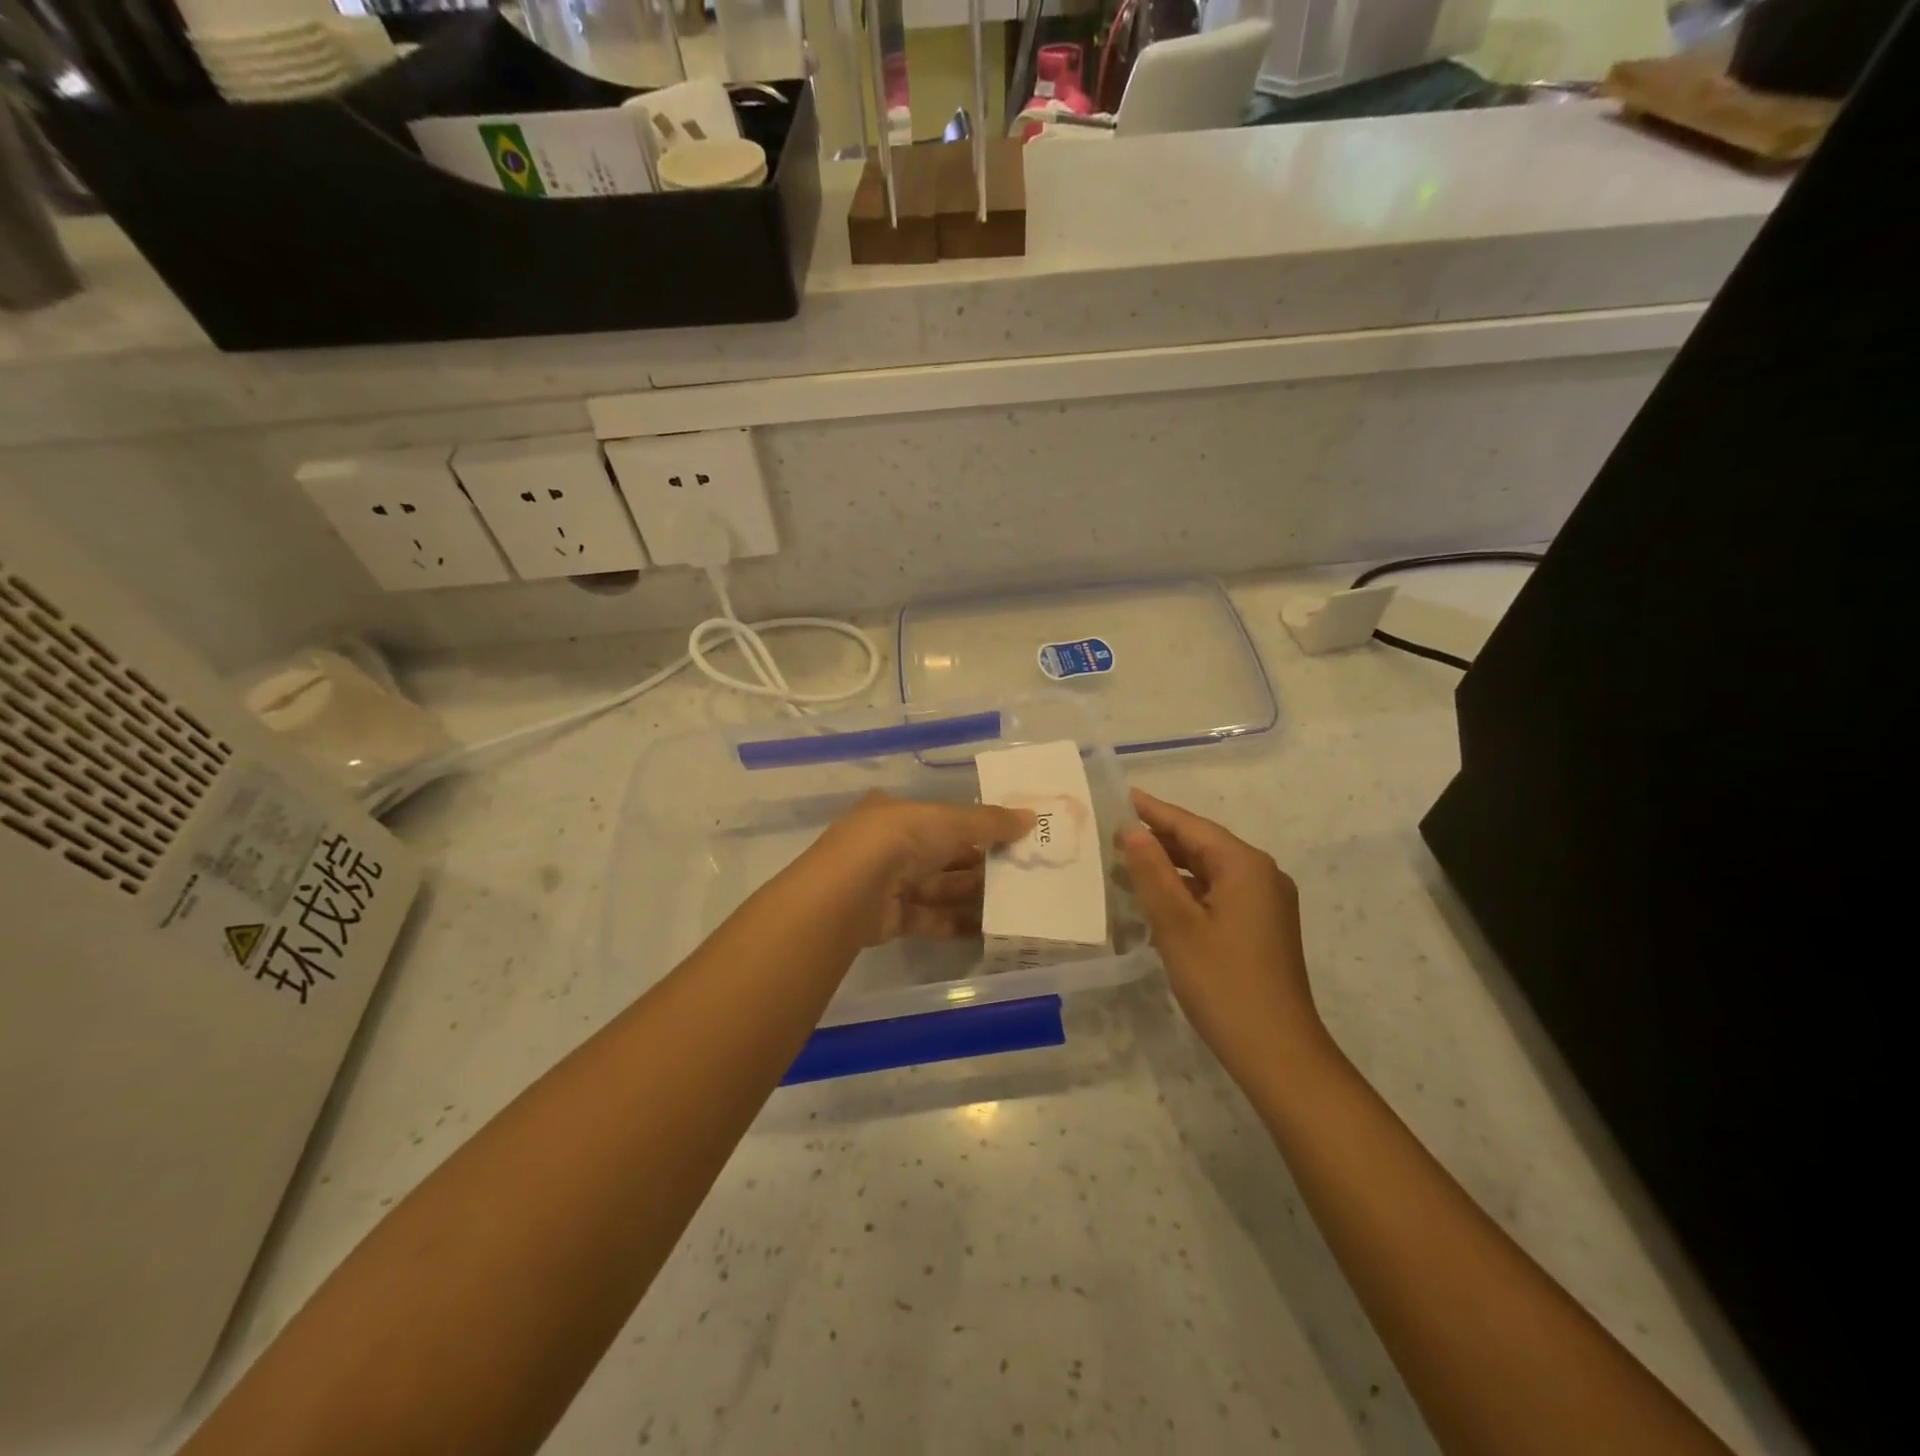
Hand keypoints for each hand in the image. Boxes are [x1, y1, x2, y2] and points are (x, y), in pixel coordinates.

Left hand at [806, 792, 1033, 946]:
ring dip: (971, 894)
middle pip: (941, 854)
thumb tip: (1031, 817)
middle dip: (978, 862)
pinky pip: (929, 918)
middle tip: (1019, 871)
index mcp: (897, 813)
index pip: (941, 817)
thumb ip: (990, 822)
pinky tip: (988, 928)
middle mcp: (889, 845)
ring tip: (1013, 901)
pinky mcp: (889, 919)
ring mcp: (886, 883)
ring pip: (937, 887)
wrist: (851, 891)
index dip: (974, 825)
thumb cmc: (901, 839)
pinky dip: (956, 923)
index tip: (1009, 835)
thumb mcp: (951, 821)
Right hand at [1118, 789, 1328, 1082]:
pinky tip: (1161, 899)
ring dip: (1173, 866)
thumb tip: (1132, 831)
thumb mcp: (1177, 924)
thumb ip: (1152, 873)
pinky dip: (1189, 890)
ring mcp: (1267, 904)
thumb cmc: (1222, 983)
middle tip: (1116, 832)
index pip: (1192, 826)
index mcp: (1245, 866)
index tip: (1123, 795)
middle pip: (1204, 845)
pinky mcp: (1263, 928)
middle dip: (1162, 838)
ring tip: (1129, 862)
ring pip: (1211, 871)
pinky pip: (1220, 893)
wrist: (1278, 1051)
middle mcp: (1262, 876)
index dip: (1155, 811)